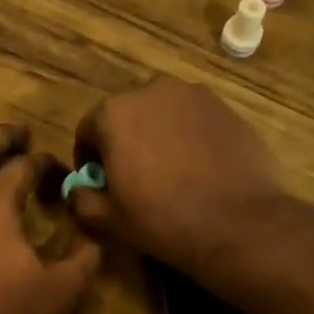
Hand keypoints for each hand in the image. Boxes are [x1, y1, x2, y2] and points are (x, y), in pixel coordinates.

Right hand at [67, 76, 286, 275]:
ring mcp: (194, 95)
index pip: (87, 130)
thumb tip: (76, 189)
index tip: (99, 184)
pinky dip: (188, 137)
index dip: (89, 159)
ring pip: (162, 114)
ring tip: (168, 172)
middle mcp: (152, 90)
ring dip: (157, 136)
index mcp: (114, 113)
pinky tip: (197, 169)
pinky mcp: (226, 107)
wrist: (237, 223)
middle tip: (134, 178)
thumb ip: (81, 198)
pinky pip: (194, 120)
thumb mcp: (108, 219)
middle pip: (126, 115)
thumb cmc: (162, 220)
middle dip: (124, 142)